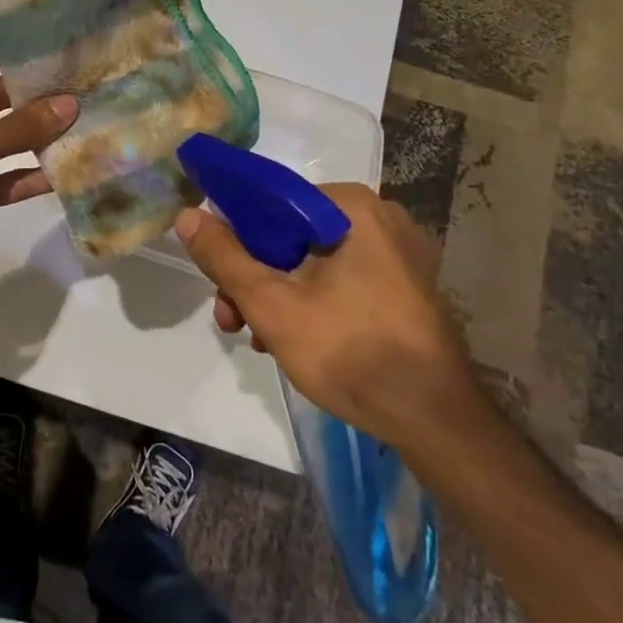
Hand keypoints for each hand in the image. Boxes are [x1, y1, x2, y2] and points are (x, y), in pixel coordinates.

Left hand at [0, 32, 77, 320]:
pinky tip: (66, 169)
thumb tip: (70, 103)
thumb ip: (19, 127)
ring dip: (34, 134)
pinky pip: (4, 177)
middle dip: (27, 93)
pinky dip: (29, 174)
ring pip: (0, 140)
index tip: (39, 32)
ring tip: (81, 118)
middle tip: (76, 79)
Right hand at [174, 184, 476, 450]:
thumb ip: (224, 258)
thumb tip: (187, 215)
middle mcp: (377, 218)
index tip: (215, 273)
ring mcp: (394, 253)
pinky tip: (289, 339)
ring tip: (255, 338)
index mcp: (351, 207)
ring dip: (274, 293)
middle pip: (288, 234)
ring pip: (309, 259)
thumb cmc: (351, 353)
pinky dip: (307, 301)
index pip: (271, 200)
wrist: (434, 422)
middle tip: (230, 317)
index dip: (233, 232)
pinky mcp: (401, 285)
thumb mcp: (272, 305)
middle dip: (252, 276)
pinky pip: (337, 278)